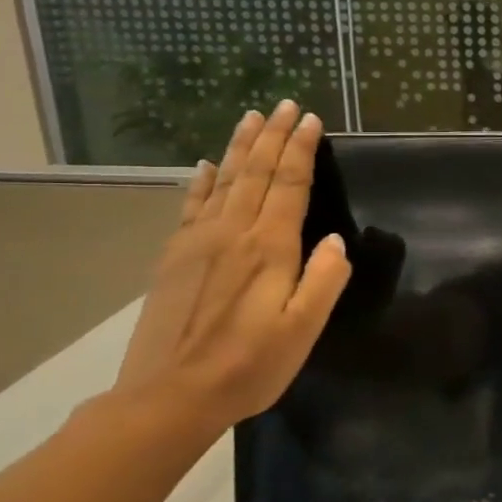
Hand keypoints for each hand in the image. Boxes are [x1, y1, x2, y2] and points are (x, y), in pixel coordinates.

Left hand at [112, 101, 351, 437]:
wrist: (168, 397)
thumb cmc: (248, 366)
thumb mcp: (302, 331)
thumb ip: (323, 281)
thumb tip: (334, 240)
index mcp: (269, 248)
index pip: (291, 185)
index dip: (302, 150)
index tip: (311, 119)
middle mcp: (233, 233)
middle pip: (257, 173)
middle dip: (273, 136)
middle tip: (285, 104)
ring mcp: (198, 242)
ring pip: (225, 181)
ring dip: (241, 147)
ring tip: (251, 118)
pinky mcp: (175, 257)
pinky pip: (192, 206)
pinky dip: (202, 181)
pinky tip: (207, 165)